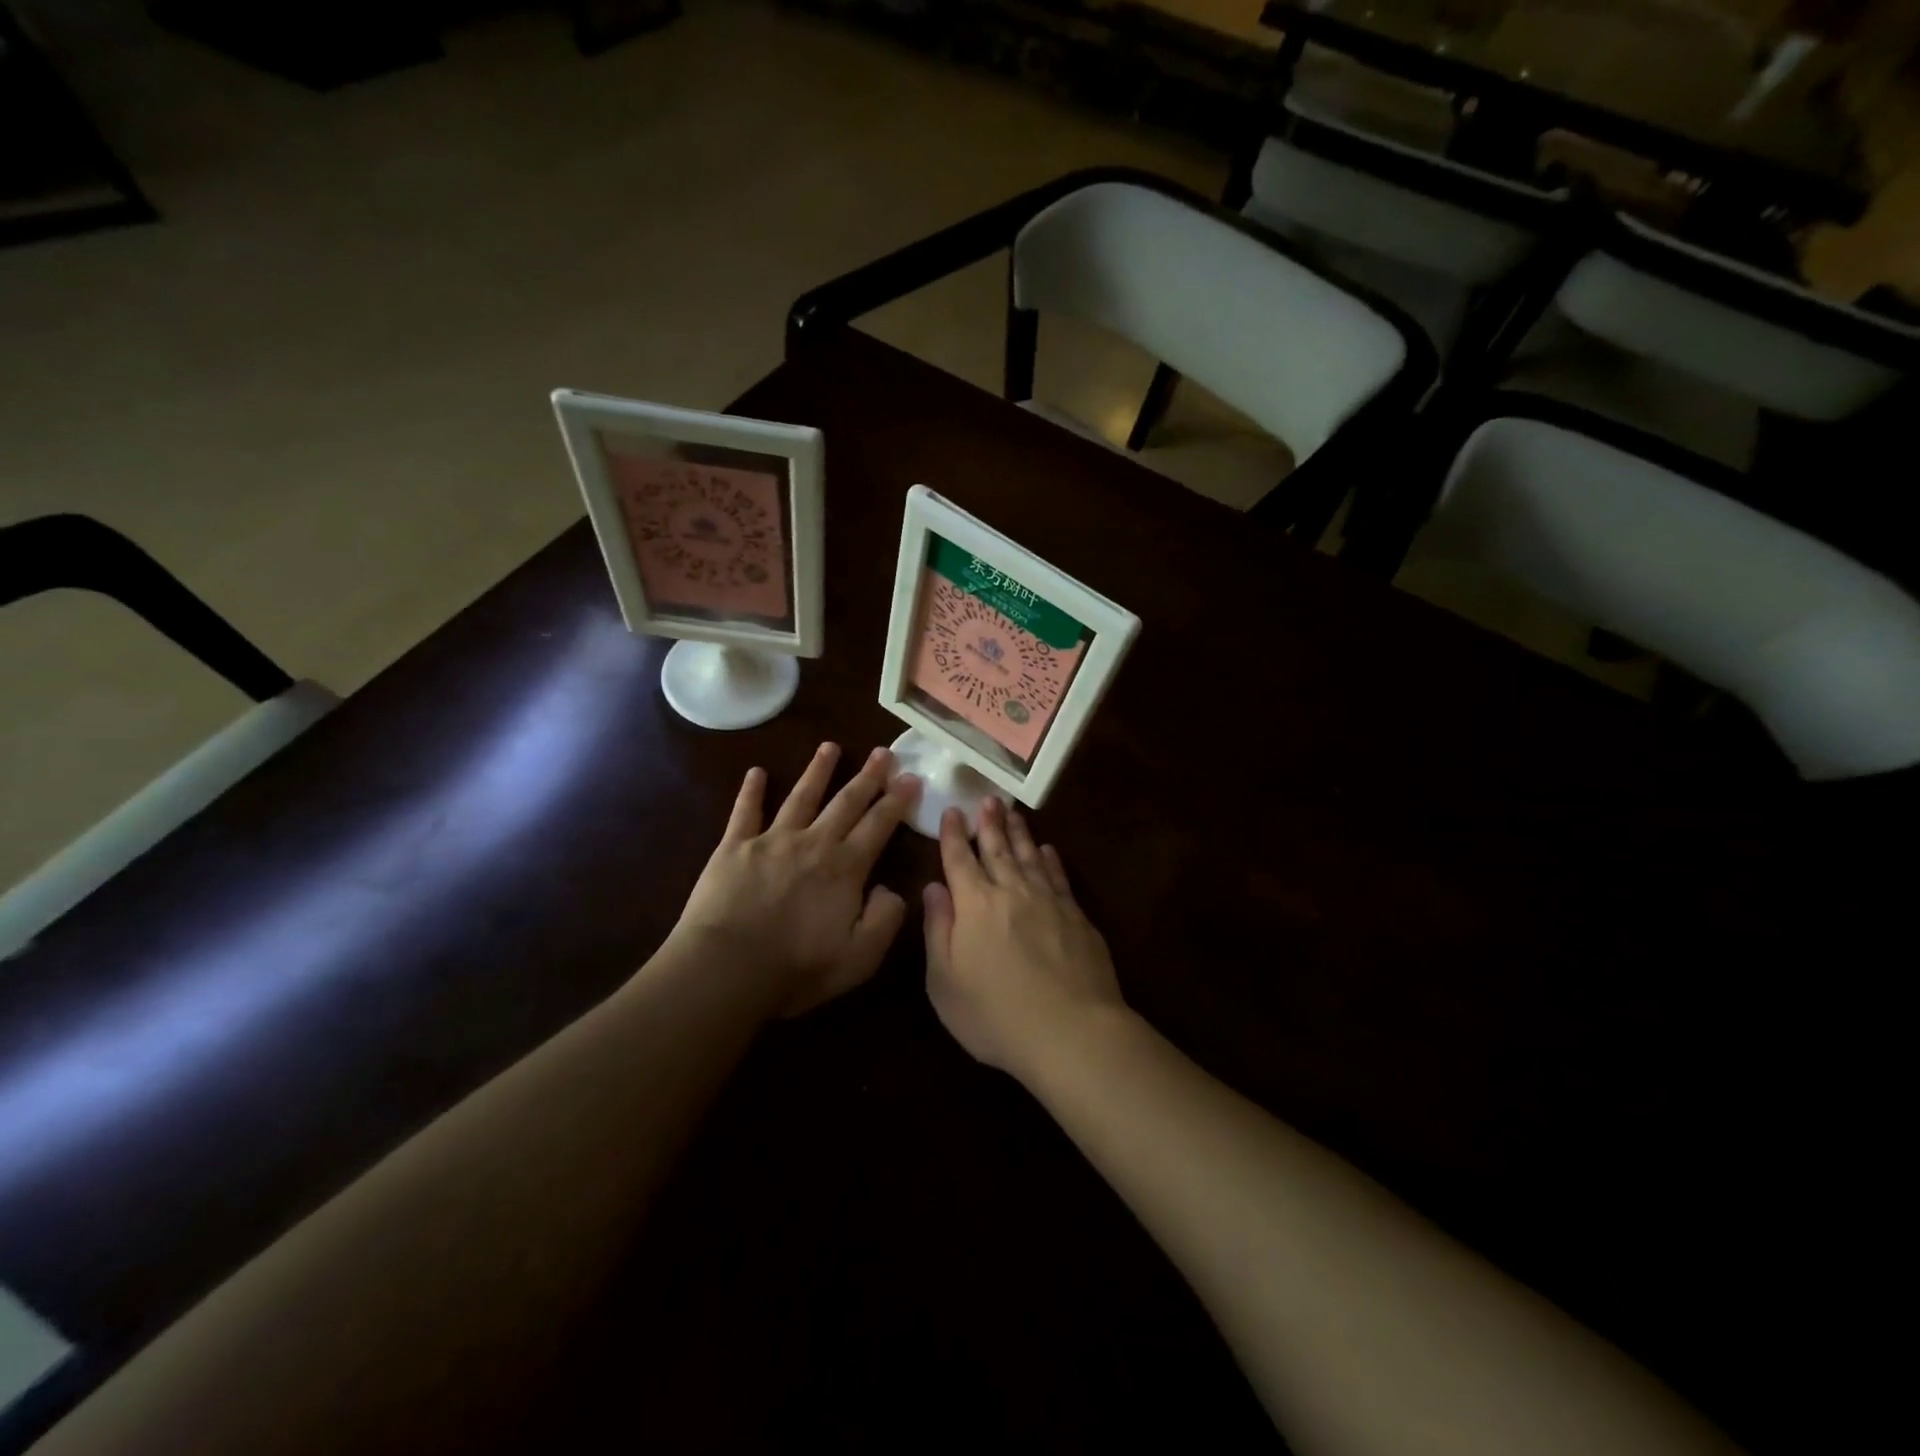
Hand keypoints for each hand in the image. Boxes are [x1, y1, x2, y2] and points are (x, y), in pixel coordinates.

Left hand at [673, 743, 920, 1017]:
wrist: (727, 969)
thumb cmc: (796, 969)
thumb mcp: (859, 958)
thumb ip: (884, 920)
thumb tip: (892, 889)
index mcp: (845, 867)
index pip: (879, 825)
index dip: (897, 800)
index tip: (911, 777)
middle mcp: (814, 843)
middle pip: (846, 802)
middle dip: (868, 776)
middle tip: (882, 752)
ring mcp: (772, 840)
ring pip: (801, 796)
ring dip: (818, 770)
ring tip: (830, 747)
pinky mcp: (735, 847)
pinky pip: (745, 811)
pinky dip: (752, 791)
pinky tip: (756, 772)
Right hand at [922, 797, 1124, 1082]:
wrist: (1071, 1031)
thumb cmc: (995, 1014)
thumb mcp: (945, 981)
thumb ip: (938, 929)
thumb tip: (933, 888)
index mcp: (974, 905)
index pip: (960, 859)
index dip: (954, 835)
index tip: (952, 811)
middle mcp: (1011, 892)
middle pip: (997, 849)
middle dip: (989, 822)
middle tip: (987, 799)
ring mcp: (1048, 901)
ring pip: (1029, 856)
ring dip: (1019, 833)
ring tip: (1012, 813)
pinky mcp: (1076, 916)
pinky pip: (1059, 877)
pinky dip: (1051, 860)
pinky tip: (1048, 850)